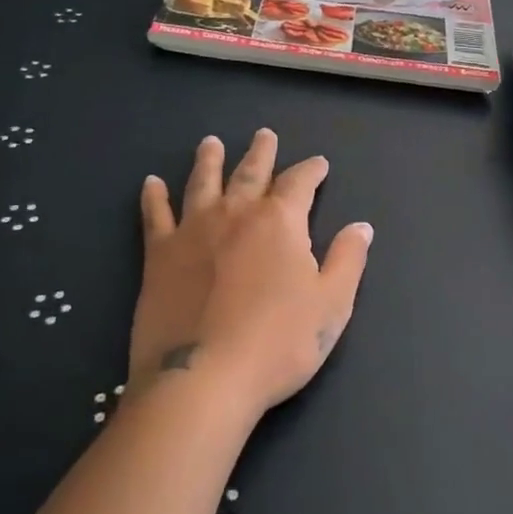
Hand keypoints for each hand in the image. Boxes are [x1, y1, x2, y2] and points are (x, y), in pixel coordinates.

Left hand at [132, 130, 372, 418]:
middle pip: (250, 171)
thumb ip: (348, 259)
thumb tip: (361, 226)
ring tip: (210, 143)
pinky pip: (155, 216)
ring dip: (209, 160)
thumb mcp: (331, 304)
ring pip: (202, 182)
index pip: (300, 182)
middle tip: (264, 134)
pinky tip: (151, 183)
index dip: (311, 170)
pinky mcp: (159, 254)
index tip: (319, 163)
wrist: (203, 379)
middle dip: (261, 152)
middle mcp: (236, 213)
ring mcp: (193, 230)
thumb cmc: (277, 343)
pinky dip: (153, 197)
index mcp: (280, 221)